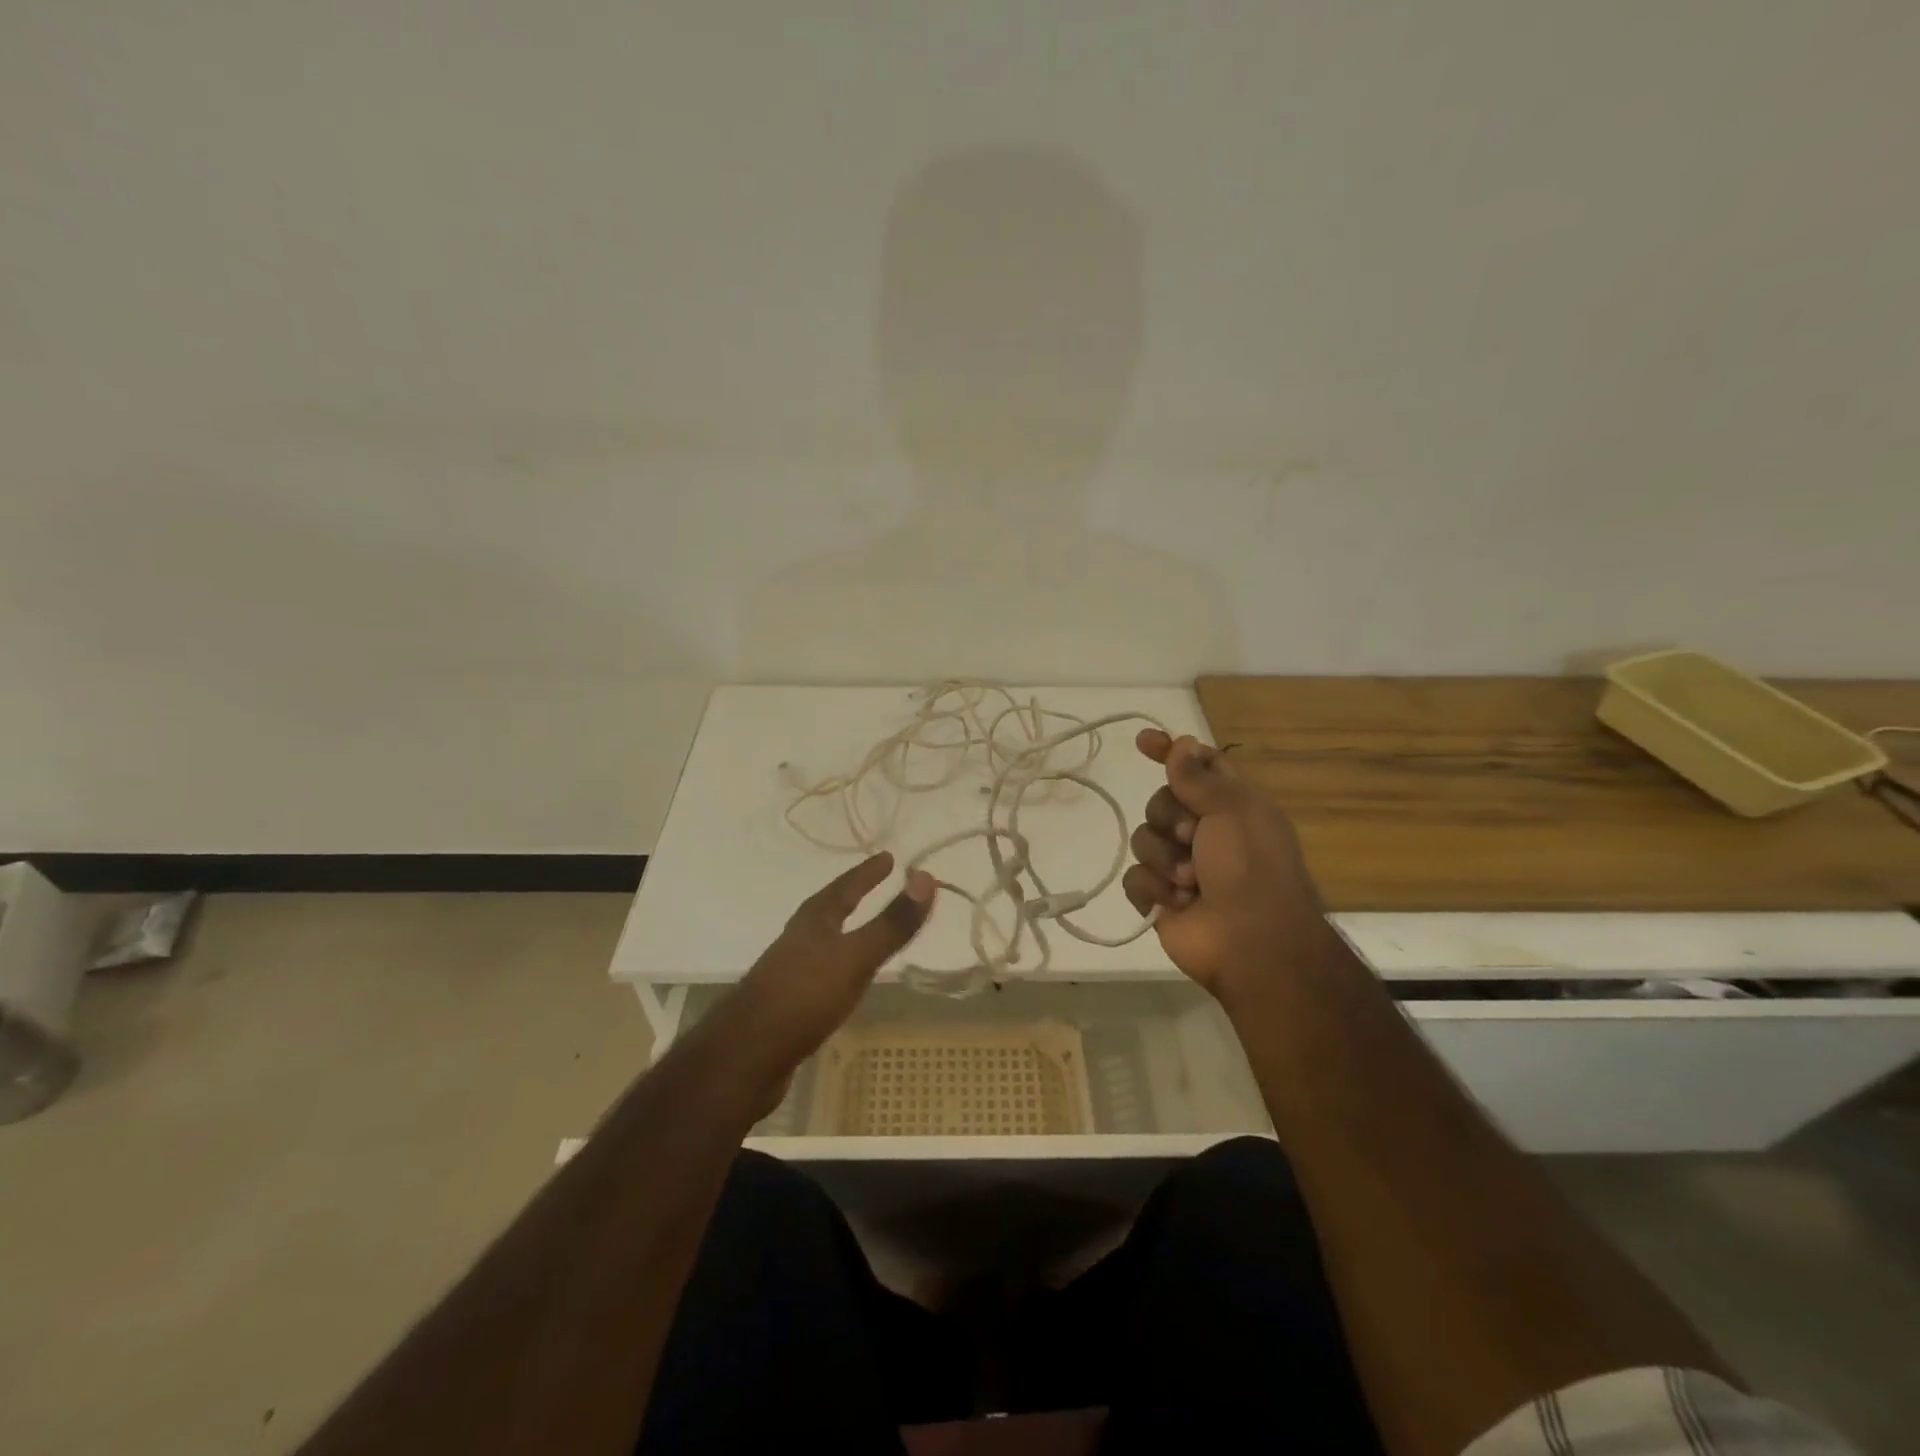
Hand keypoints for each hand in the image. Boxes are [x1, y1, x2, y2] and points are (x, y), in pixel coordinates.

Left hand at [732, 853, 934, 1074]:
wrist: (746, 1055)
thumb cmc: (804, 995)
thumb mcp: (855, 956)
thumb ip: (892, 923)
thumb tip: (926, 877)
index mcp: (814, 920)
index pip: (846, 886)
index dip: (868, 872)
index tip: (889, 857)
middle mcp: (799, 938)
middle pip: (830, 909)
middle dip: (852, 896)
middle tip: (877, 884)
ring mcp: (790, 970)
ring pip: (824, 940)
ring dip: (845, 930)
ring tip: (865, 930)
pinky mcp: (788, 1002)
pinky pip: (822, 972)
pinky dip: (840, 965)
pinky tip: (845, 982)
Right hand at [1122, 731, 1334, 997]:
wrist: (1250, 943)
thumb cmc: (1250, 868)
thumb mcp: (1233, 810)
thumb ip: (1199, 776)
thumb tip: (1180, 743)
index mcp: (1231, 807)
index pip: (1196, 767)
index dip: (1171, 752)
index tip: (1143, 742)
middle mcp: (1205, 833)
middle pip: (1161, 802)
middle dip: (1170, 819)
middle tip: (1193, 839)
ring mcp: (1179, 866)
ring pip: (1143, 839)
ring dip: (1165, 859)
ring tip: (1190, 882)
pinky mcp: (1160, 897)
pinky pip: (1135, 877)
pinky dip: (1154, 888)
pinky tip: (1177, 901)